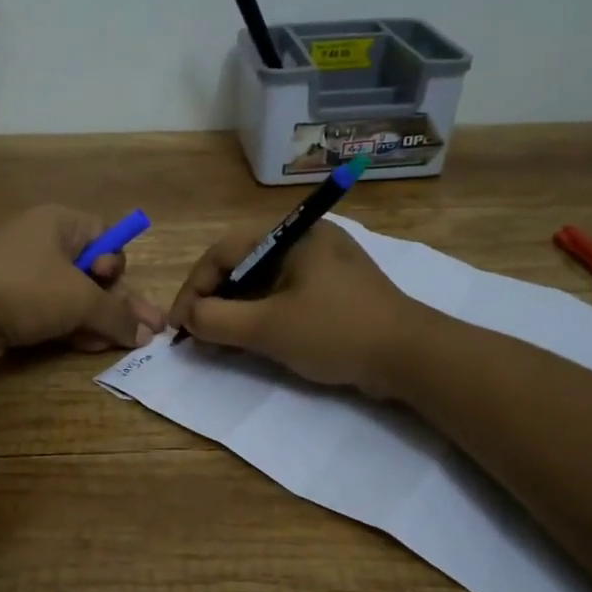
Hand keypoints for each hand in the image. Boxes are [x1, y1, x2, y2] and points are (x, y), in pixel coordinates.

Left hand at [0, 205, 166, 364]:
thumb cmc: (26, 289)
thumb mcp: (81, 301)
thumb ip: (117, 316)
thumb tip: (149, 334)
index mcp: (57, 222)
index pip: (103, 234)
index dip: (115, 261)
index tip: (111, 282)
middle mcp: (38, 239)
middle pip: (89, 269)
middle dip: (113, 302)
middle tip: (139, 331)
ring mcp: (16, 270)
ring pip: (67, 293)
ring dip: (92, 318)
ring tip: (109, 345)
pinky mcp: (1, 299)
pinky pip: (44, 308)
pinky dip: (64, 325)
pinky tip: (80, 346)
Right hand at [167, 221, 417, 391]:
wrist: (412, 357)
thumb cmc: (336, 332)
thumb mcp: (267, 328)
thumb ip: (217, 321)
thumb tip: (188, 318)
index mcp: (291, 234)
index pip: (223, 252)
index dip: (193, 288)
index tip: (179, 324)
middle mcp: (306, 240)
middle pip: (242, 264)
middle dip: (214, 300)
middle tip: (197, 333)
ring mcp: (324, 264)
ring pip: (263, 282)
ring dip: (236, 310)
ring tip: (219, 341)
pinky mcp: (336, 290)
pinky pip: (285, 294)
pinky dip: (262, 315)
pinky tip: (252, 339)